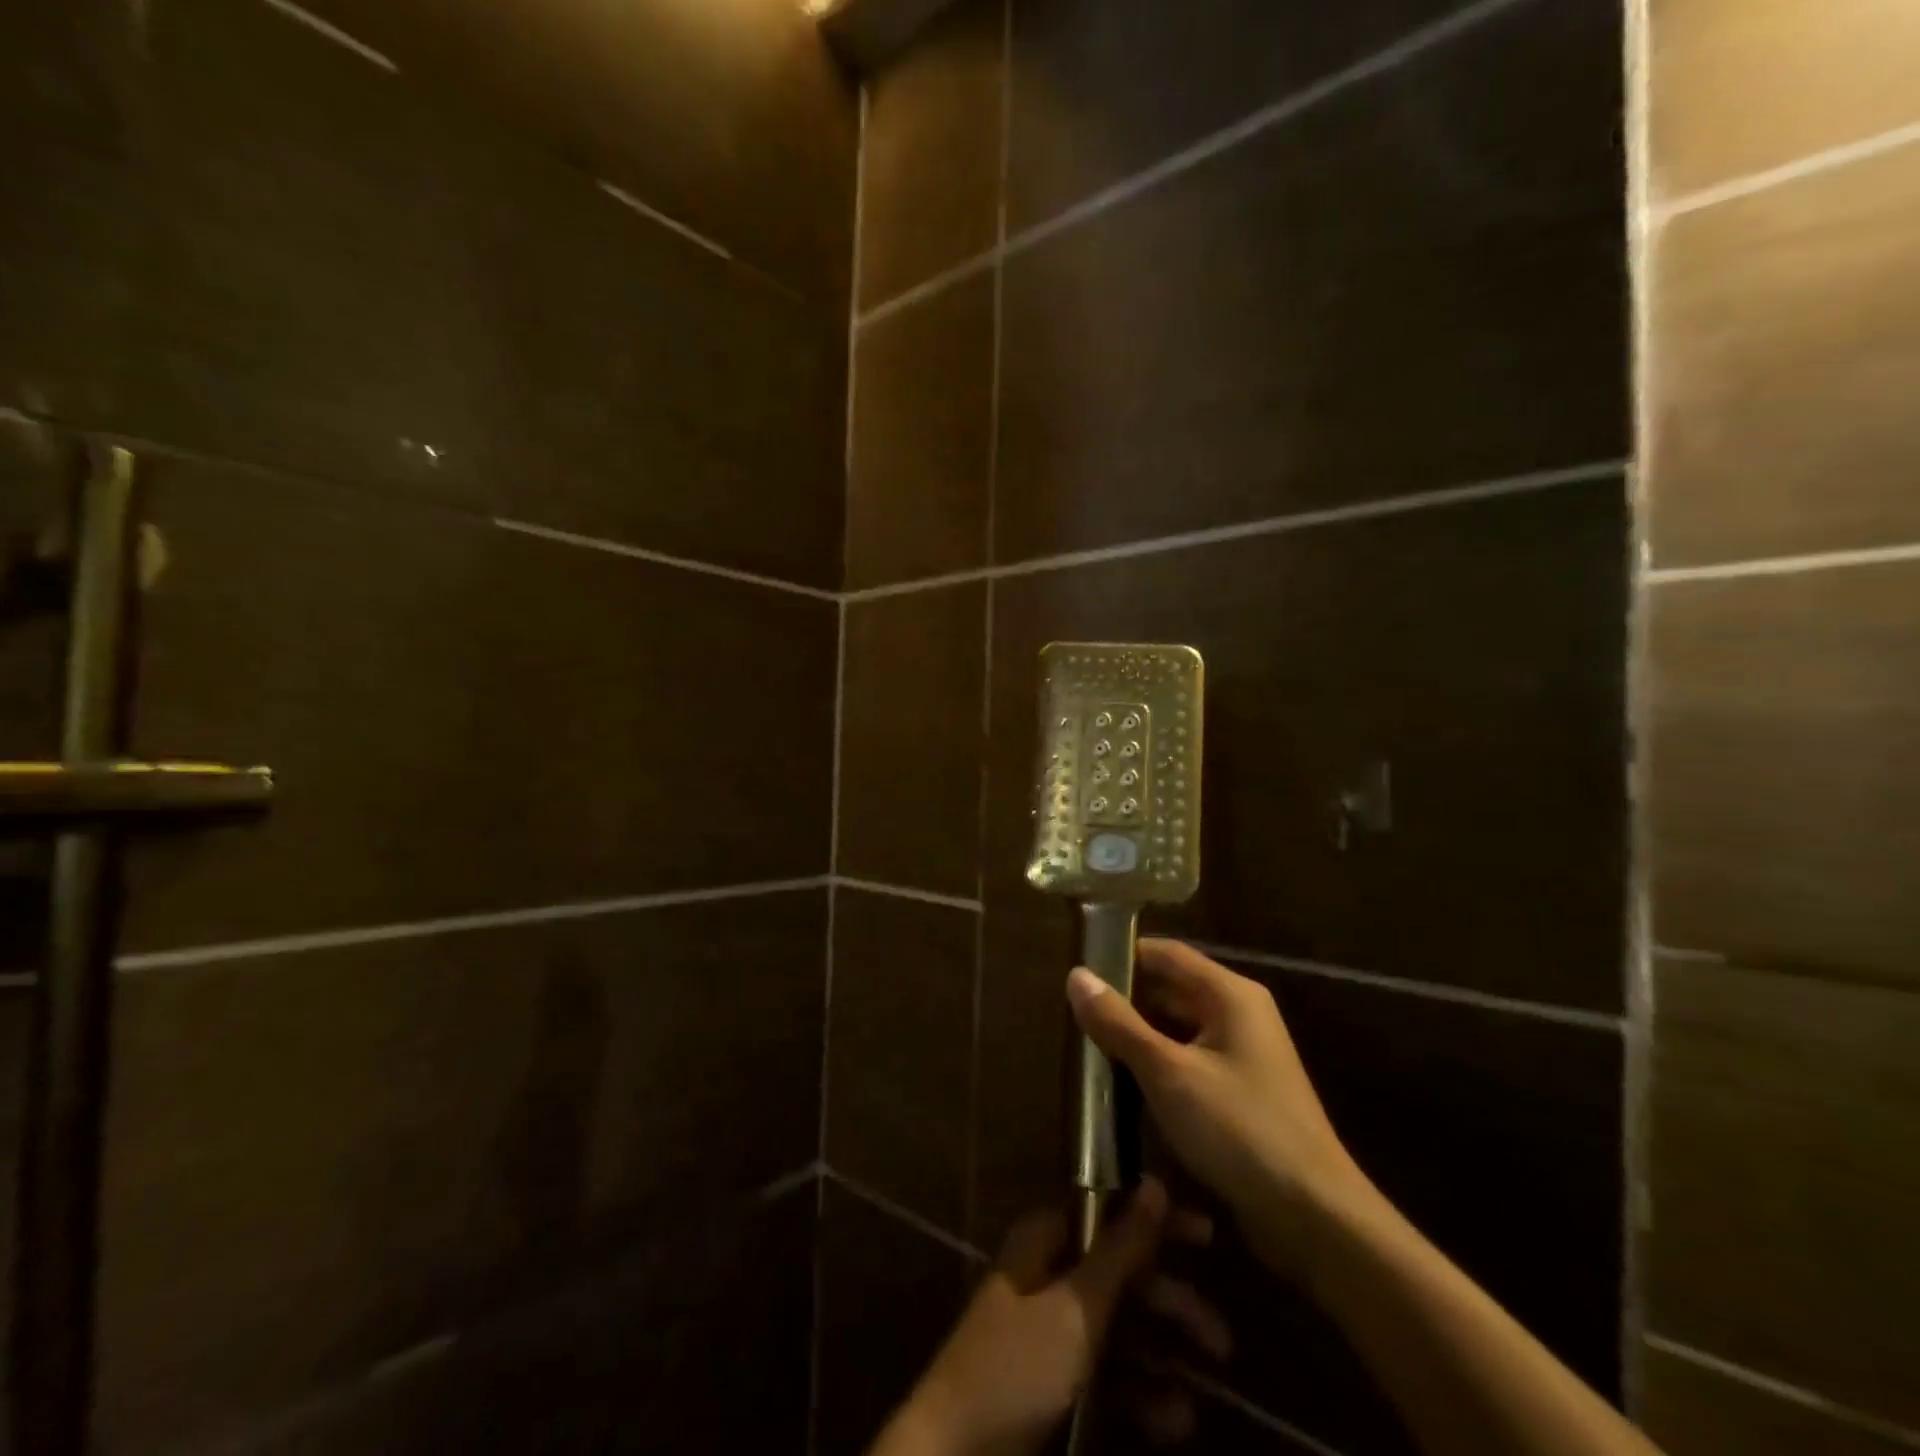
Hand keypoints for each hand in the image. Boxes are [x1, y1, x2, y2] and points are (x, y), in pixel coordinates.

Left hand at [875, 1177, 1230, 1455]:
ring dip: (1163, 1356)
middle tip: (1222, 1340)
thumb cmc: (1017, 1368)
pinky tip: (1174, 1421)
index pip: (1110, 1213)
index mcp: (1046, 1240)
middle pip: (1121, 1274)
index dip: (1158, 1223)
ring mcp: (1051, 1330)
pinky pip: (1108, 1374)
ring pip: (1121, 1328)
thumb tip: (1156, 1183)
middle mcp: (1050, 1274)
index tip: (1208, 1235)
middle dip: (1172, 1302)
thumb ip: (1121, 1249)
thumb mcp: (1077, 1307)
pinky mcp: (1055, 1382)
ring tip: (1204, 1388)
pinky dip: (1142, 1393)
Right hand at [1067, 939, 1368, 1267]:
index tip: (1078, 971)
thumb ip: (1119, 1023)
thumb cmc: (1239, 1130)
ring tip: (1087, 1047)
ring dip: (1137, 1036)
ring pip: (1177, 1028)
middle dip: (1124, 1001)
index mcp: (1229, 994)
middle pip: (1171, 989)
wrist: (1314, 1218)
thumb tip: (1076, 975)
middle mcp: (1239, 1014)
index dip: (1122, 956)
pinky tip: (1122, 1085)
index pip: (1166, 954)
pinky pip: (1189, 1061)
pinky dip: (1157, 1066)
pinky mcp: (1240, 1092)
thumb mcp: (1168, 1073)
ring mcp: (1242, 1055)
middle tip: (1073, 1014)